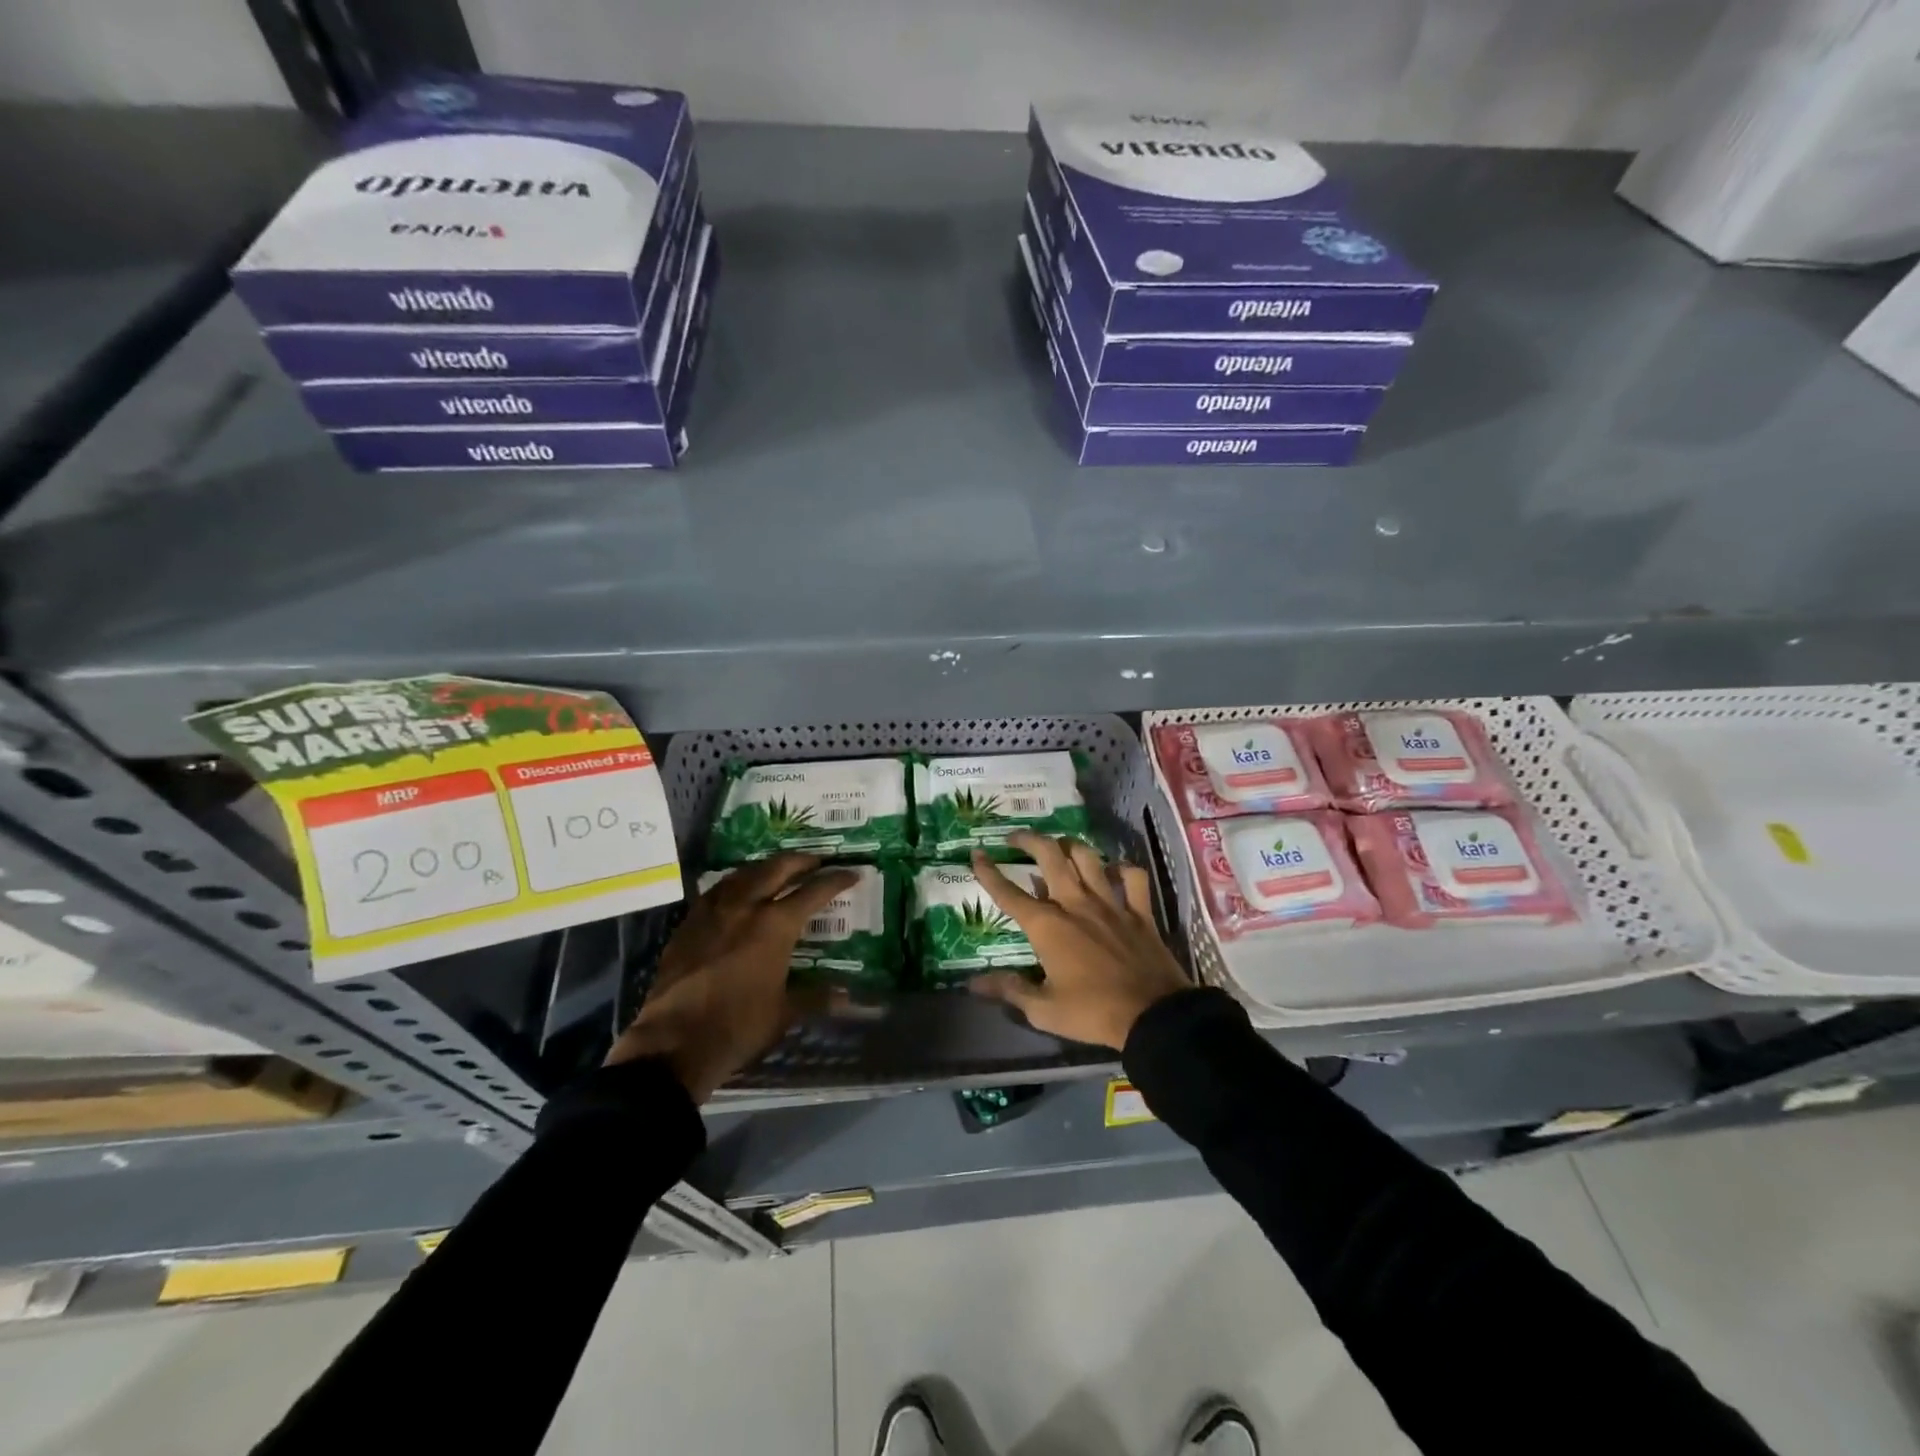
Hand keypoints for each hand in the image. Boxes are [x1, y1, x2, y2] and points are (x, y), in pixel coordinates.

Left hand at [607, 854, 857, 1101]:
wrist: (673, 1042)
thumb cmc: (737, 1026)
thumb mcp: (783, 1013)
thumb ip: (816, 997)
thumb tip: (847, 997)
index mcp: (775, 925)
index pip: (814, 892)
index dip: (836, 880)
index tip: (853, 874)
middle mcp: (745, 907)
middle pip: (777, 868)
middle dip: (801, 860)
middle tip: (817, 861)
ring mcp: (713, 911)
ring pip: (744, 873)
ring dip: (767, 866)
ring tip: (780, 869)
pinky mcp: (689, 923)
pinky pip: (718, 890)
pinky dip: (737, 882)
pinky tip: (738, 891)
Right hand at [968, 831, 1188, 1048]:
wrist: (1153, 1016)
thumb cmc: (1093, 1014)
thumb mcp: (1044, 1010)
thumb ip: (1010, 990)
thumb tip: (973, 983)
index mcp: (1047, 926)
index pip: (1009, 893)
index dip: (988, 872)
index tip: (976, 854)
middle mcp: (1075, 903)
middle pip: (1049, 856)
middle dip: (1028, 840)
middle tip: (1015, 838)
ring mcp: (1110, 903)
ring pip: (1088, 857)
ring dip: (1070, 846)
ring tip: (1059, 846)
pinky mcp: (1139, 911)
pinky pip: (1133, 877)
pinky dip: (1122, 868)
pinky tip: (1114, 870)